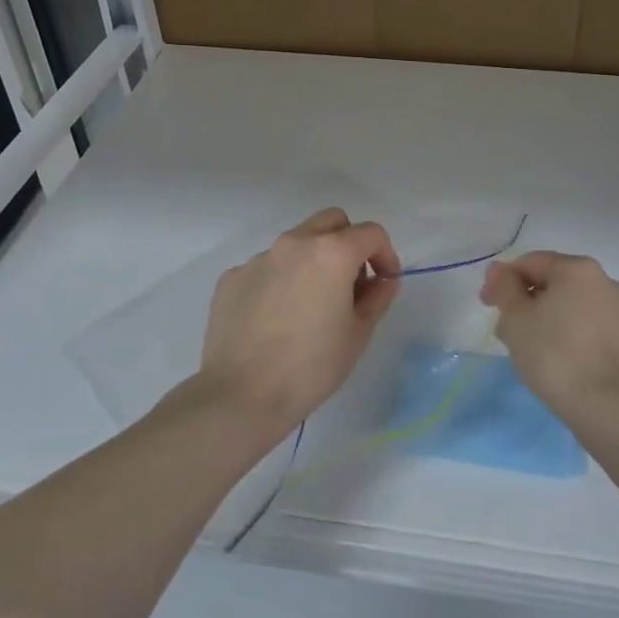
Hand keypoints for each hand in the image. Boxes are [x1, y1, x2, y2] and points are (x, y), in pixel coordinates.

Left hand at [198, 207, 401, 436]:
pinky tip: (276, 318)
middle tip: (351, 283)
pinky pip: (266, 267)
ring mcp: (259, 258)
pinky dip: (280, 281)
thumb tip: (383, 281)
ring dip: (312, 261)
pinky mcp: (232, 277)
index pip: (371, 233)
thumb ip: (377, 298)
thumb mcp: (358, 334)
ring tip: (310, 304)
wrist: (241, 395)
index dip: (386, 255)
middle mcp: (294, 243)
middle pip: (331, 222)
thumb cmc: (312, 366)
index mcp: (331, 252)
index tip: (384, 283)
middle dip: (348, 243)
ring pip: (296, 243)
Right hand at [480, 252, 618, 422]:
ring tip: (528, 351)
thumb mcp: (516, 317)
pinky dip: (567, 335)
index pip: (530, 262)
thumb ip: (504, 286)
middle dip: (525, 303)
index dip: (503, 281)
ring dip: (545, 320)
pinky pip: (587, 327)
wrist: (609, 406)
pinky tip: (556, 361)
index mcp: (578, 268)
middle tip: (505, 332)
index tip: (488, 307)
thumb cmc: (555, 353)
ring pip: (570, 307)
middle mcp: (604, 281)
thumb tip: (500, 270)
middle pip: (552, 283)